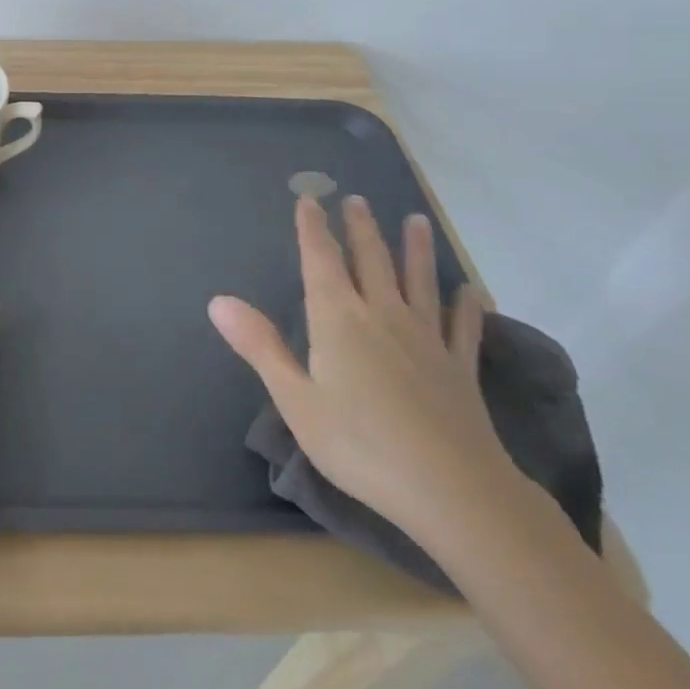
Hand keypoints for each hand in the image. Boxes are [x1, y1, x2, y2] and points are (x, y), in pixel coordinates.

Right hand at [209, 194, 512, 541]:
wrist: (451, 490)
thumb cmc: (359, 444)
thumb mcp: (295, 399)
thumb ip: (260, 346)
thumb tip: (217, 300)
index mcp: (338, 319)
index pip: (321, 260)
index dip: (313, 228)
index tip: (309, 199)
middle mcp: (382, 315)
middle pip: (371, 260)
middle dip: (361, 228)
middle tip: (357, 199)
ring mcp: (426, 339)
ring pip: (419, 282)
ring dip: (416, 250)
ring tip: (416, 221)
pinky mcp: (459, 368)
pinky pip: (462, 328)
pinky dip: (466, 307)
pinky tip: (471, 292)